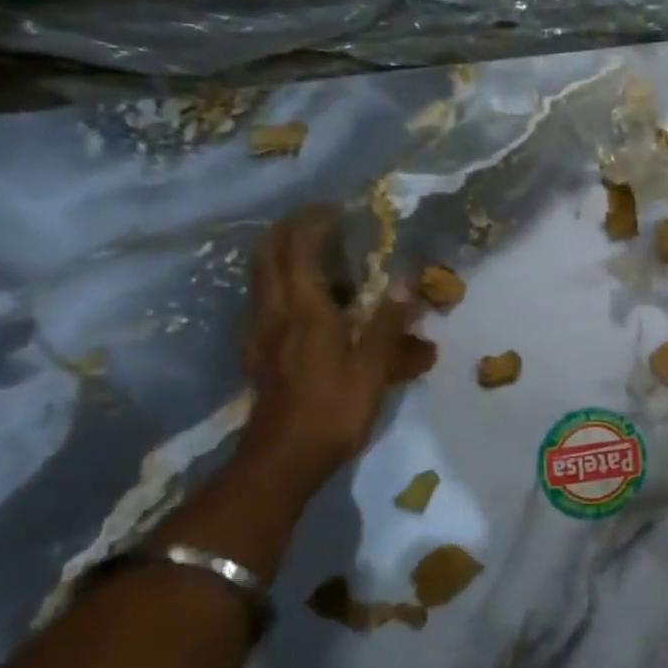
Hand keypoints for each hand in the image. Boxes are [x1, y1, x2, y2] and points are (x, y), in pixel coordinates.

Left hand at [238, 206, 437, 481]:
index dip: (313, 222)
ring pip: (261, 277)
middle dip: (287, 229)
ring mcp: (261, 332)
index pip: (299, 250)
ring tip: (314, 250)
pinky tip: (307, 298)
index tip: (337, 208)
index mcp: (304, 312)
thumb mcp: (372, 369)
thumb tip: (407, 283)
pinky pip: (265, 300)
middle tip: (318, 219)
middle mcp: (275, 313)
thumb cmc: (333, 411)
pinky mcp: (259, 351)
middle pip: (267, 255)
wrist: (282, 460)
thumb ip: (388, 324)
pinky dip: (281, 282)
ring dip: (280, 253)